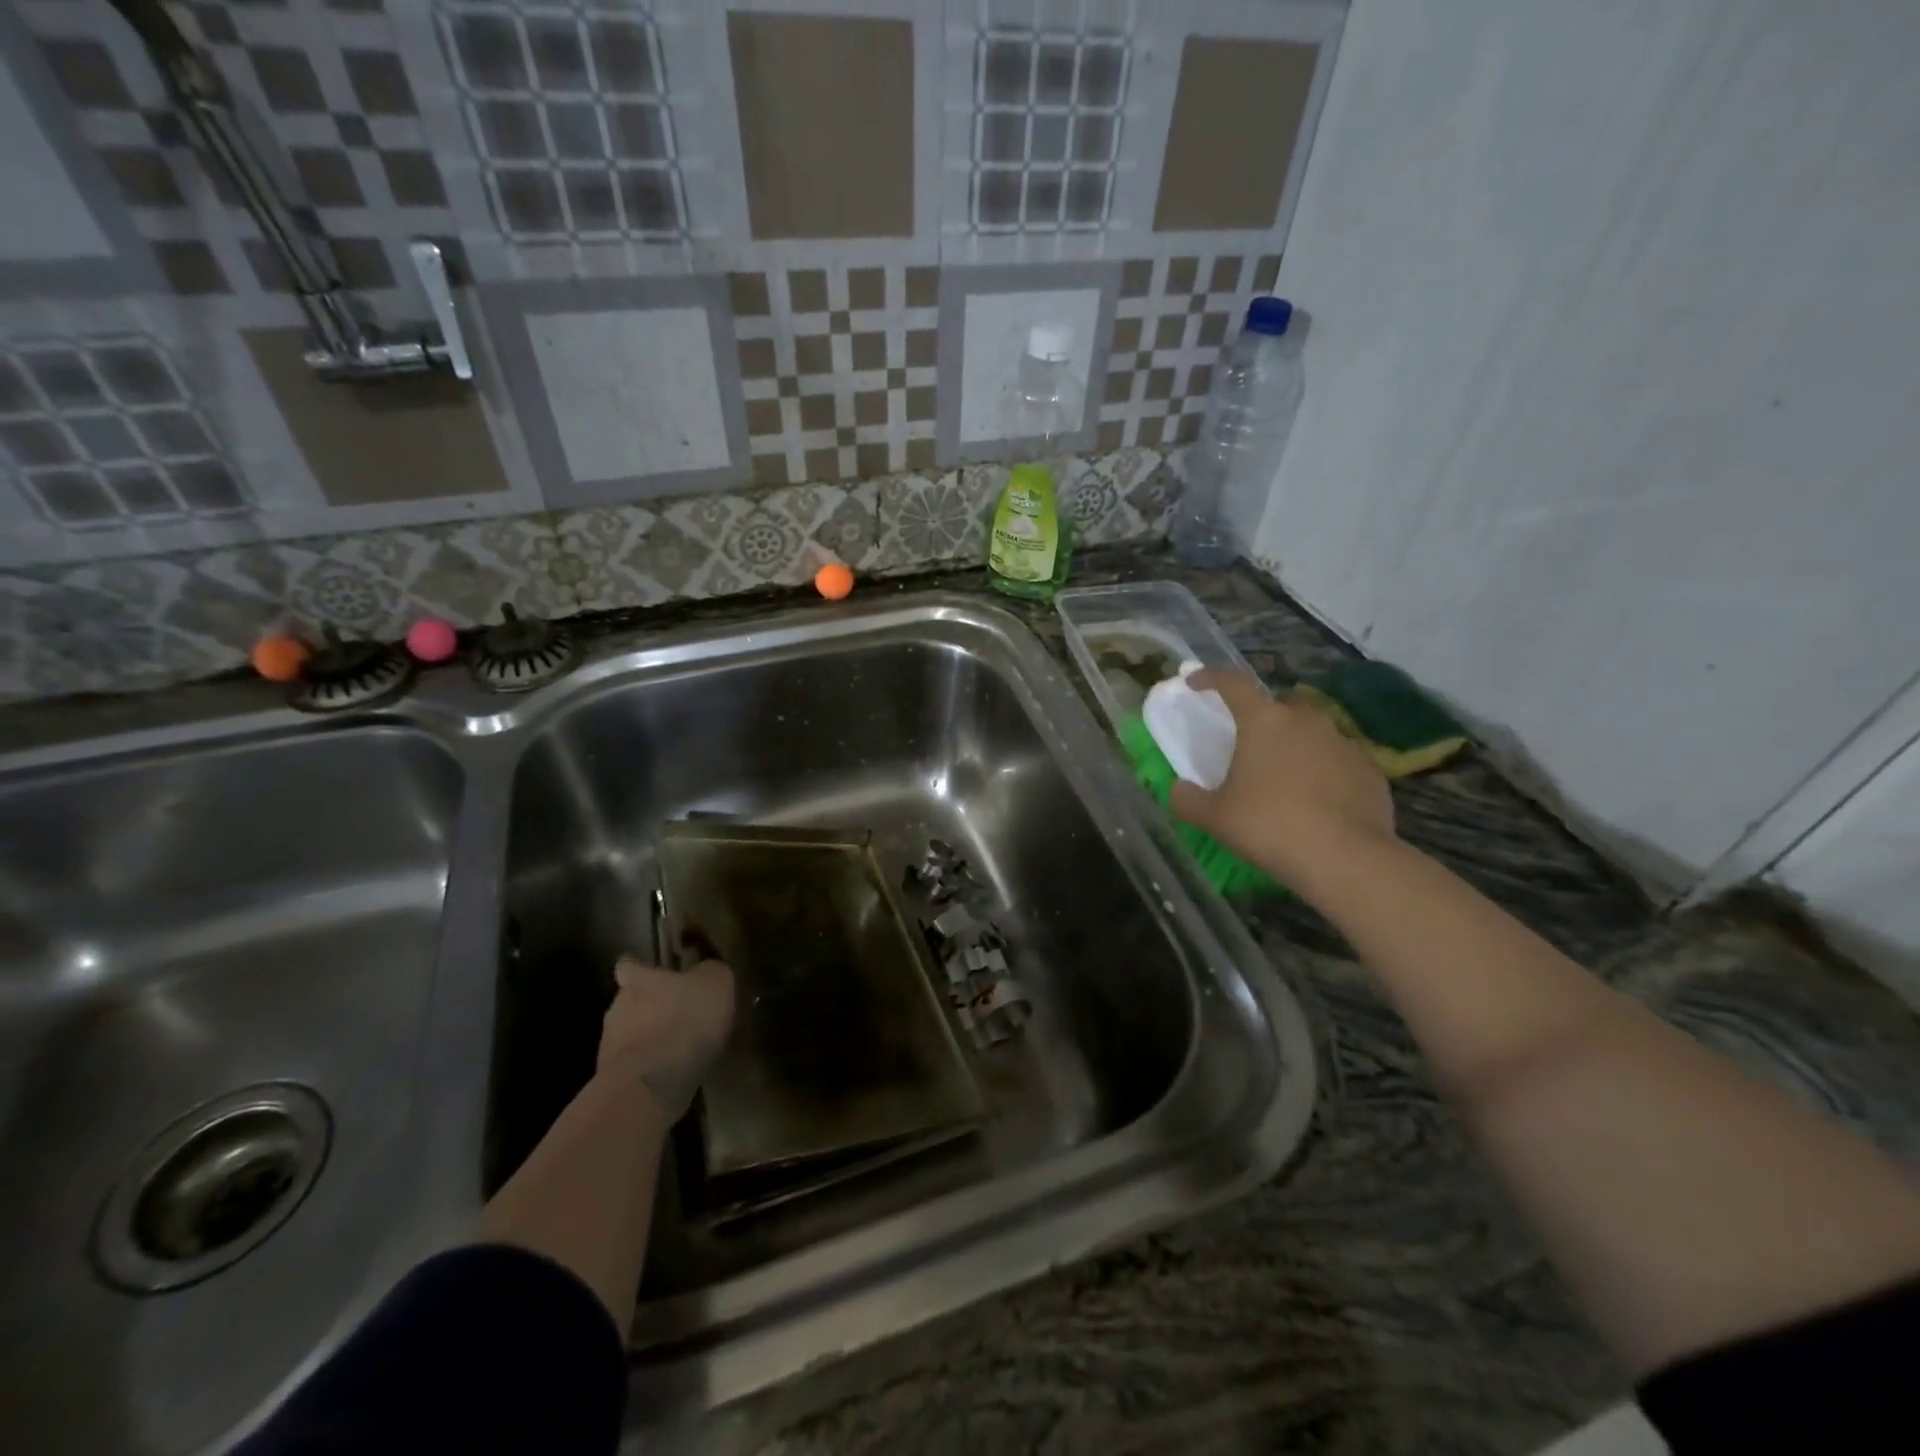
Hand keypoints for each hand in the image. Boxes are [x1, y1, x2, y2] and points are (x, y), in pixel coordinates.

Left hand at [597, 958, 734, 1118]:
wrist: (651, 1086)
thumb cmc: (684, 1021)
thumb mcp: (716, 983)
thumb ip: (710, 971)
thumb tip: (706, 970)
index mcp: (639, 981)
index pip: (628, 965)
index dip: (639, 967)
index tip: (650, 972)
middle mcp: (617, 1007)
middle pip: (630, 1000)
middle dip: (650, 1006)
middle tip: (678, 1014)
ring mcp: (610, 1046)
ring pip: (631, 1034)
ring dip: (650, 1038)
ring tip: (679, 1048)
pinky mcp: (613, 1080)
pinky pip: (636, 1065)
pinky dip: (651, 1067)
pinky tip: (673, 1073)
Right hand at [1169, 669, 1396, 890]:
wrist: (1345, 859)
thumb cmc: (1269, 826)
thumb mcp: (1214, 817)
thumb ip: (1188, 799)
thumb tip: (1179, 789)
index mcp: (1264, 721)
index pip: (1233, 684)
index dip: (1211, 678)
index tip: (1194, 682)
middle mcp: (1306, 721)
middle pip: (1279, 705)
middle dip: (1262, 716)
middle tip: (1248, 742)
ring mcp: (1343, 743)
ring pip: (1312, 732)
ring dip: (1295, 744)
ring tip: (1283, 776)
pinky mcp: (1369, 770)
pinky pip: (1338, 761)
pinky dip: (1323, 771)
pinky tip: (1316, 801)